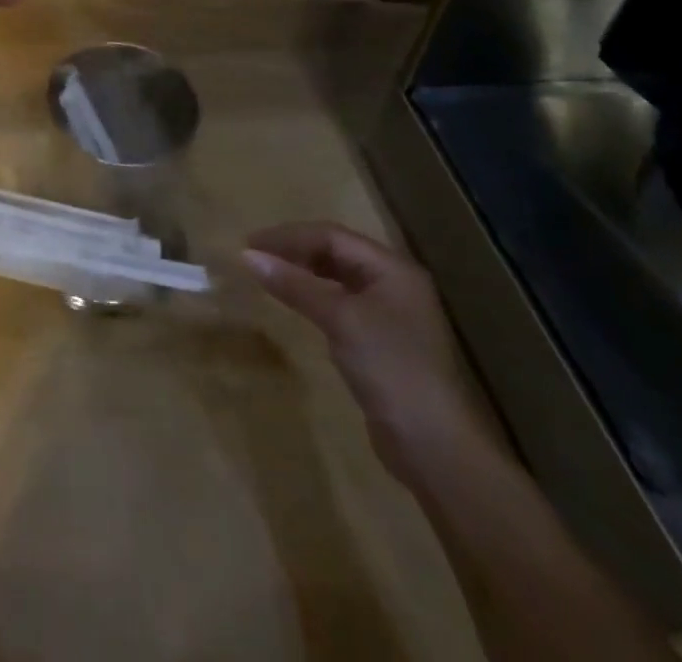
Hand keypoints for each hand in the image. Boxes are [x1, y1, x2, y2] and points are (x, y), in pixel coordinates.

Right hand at [243, 222, 481, 483]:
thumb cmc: (390, 368)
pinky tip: (295, 303)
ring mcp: (390, 314)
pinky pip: (340, 303)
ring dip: (302, 273)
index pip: (332, 236)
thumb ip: (294, 284)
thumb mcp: (339, 319)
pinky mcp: (381, 341)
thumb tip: (247, 255)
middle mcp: (394, 284)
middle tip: (255, 256)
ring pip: (337, 278)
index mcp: (392, 269)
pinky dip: (314, 297)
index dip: (289, 236)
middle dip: (295, 250)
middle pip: (336, 252)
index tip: (249, 243)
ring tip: (268, 274)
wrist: (434, 446)